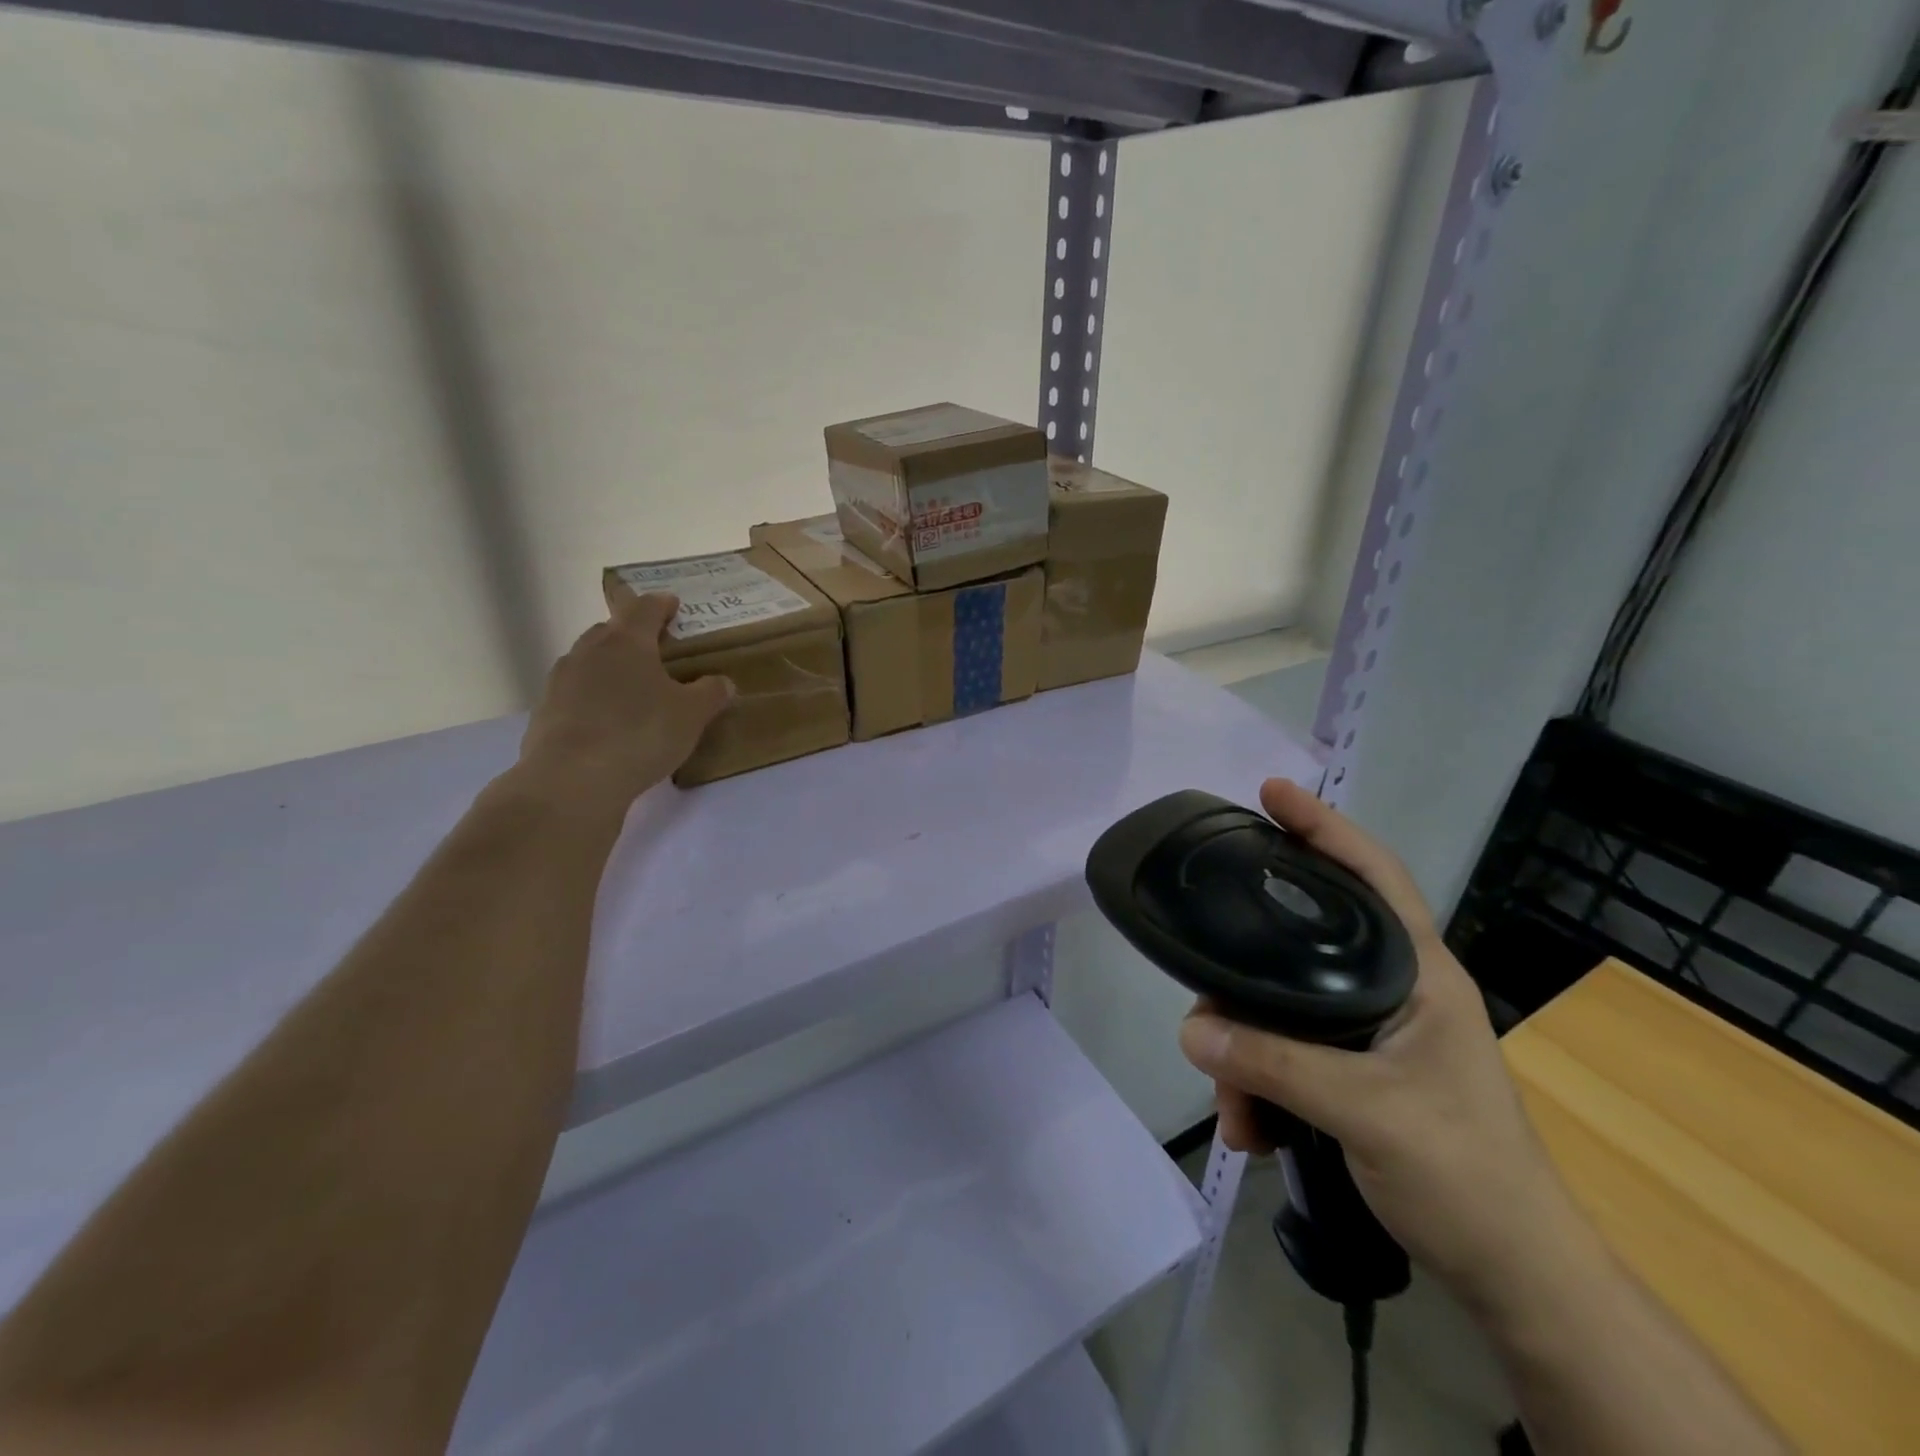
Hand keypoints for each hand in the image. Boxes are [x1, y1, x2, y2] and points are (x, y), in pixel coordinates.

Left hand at [513, 593, 732, 811]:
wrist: (571, 780)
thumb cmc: (640, 734)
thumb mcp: (691, 715)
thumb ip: (710, 693)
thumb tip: (722, 682)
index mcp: (626, 642)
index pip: (644, 609)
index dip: (661, 604)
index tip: (672, 604)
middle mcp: (588, 651)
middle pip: (610, 631)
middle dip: (632, 635)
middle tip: (655, 650)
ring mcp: (560, 681)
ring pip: (589, 661)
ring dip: (610, 667)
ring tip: (632, 689)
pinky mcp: (545, 712)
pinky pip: (575, 693)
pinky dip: (593, 698)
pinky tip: (607, 722)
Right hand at [1177, 779, 1573, 1306]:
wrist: (1514, 1276)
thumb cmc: (1464, 1174)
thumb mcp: (1366, 1113)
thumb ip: (1274, 1065)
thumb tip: (1190, 1028)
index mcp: (1418, 974)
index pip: (1374, 876)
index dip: (1325, 827)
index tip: (1272, 792)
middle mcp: (1392, 989)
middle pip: (1302, 945)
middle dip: (1247, 975)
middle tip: (1204, 983)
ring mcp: (1370, 1032)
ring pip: (1283, 1008)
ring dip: (1246, 1054)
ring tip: (1234, 1111)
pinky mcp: (1352, 1072)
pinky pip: (1285, 1053)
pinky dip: (1259, 1084)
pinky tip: (1250, 1127)